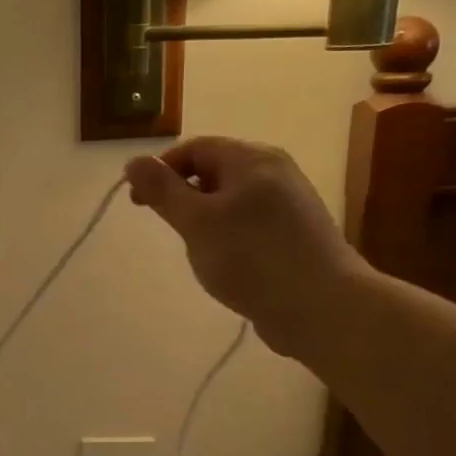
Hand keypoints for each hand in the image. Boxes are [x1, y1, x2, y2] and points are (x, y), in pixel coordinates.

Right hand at [124, 138, 364, 358]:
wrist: (322, 307)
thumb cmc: (252, 257)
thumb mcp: (196, 221)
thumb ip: (162, 190)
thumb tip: (133, 161)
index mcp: (252, 159)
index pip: (194, 148)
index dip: (160, 169)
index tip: (137, 202)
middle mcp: (275, 172)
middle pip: (214, 170)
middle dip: (182, 195)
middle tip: (168, 228)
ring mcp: (289, 204)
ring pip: (230, 199)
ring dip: (204, 218)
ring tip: (196, 249)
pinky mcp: (294, 234)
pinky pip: (248, 222)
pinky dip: (226, 234)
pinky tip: (225, 262)